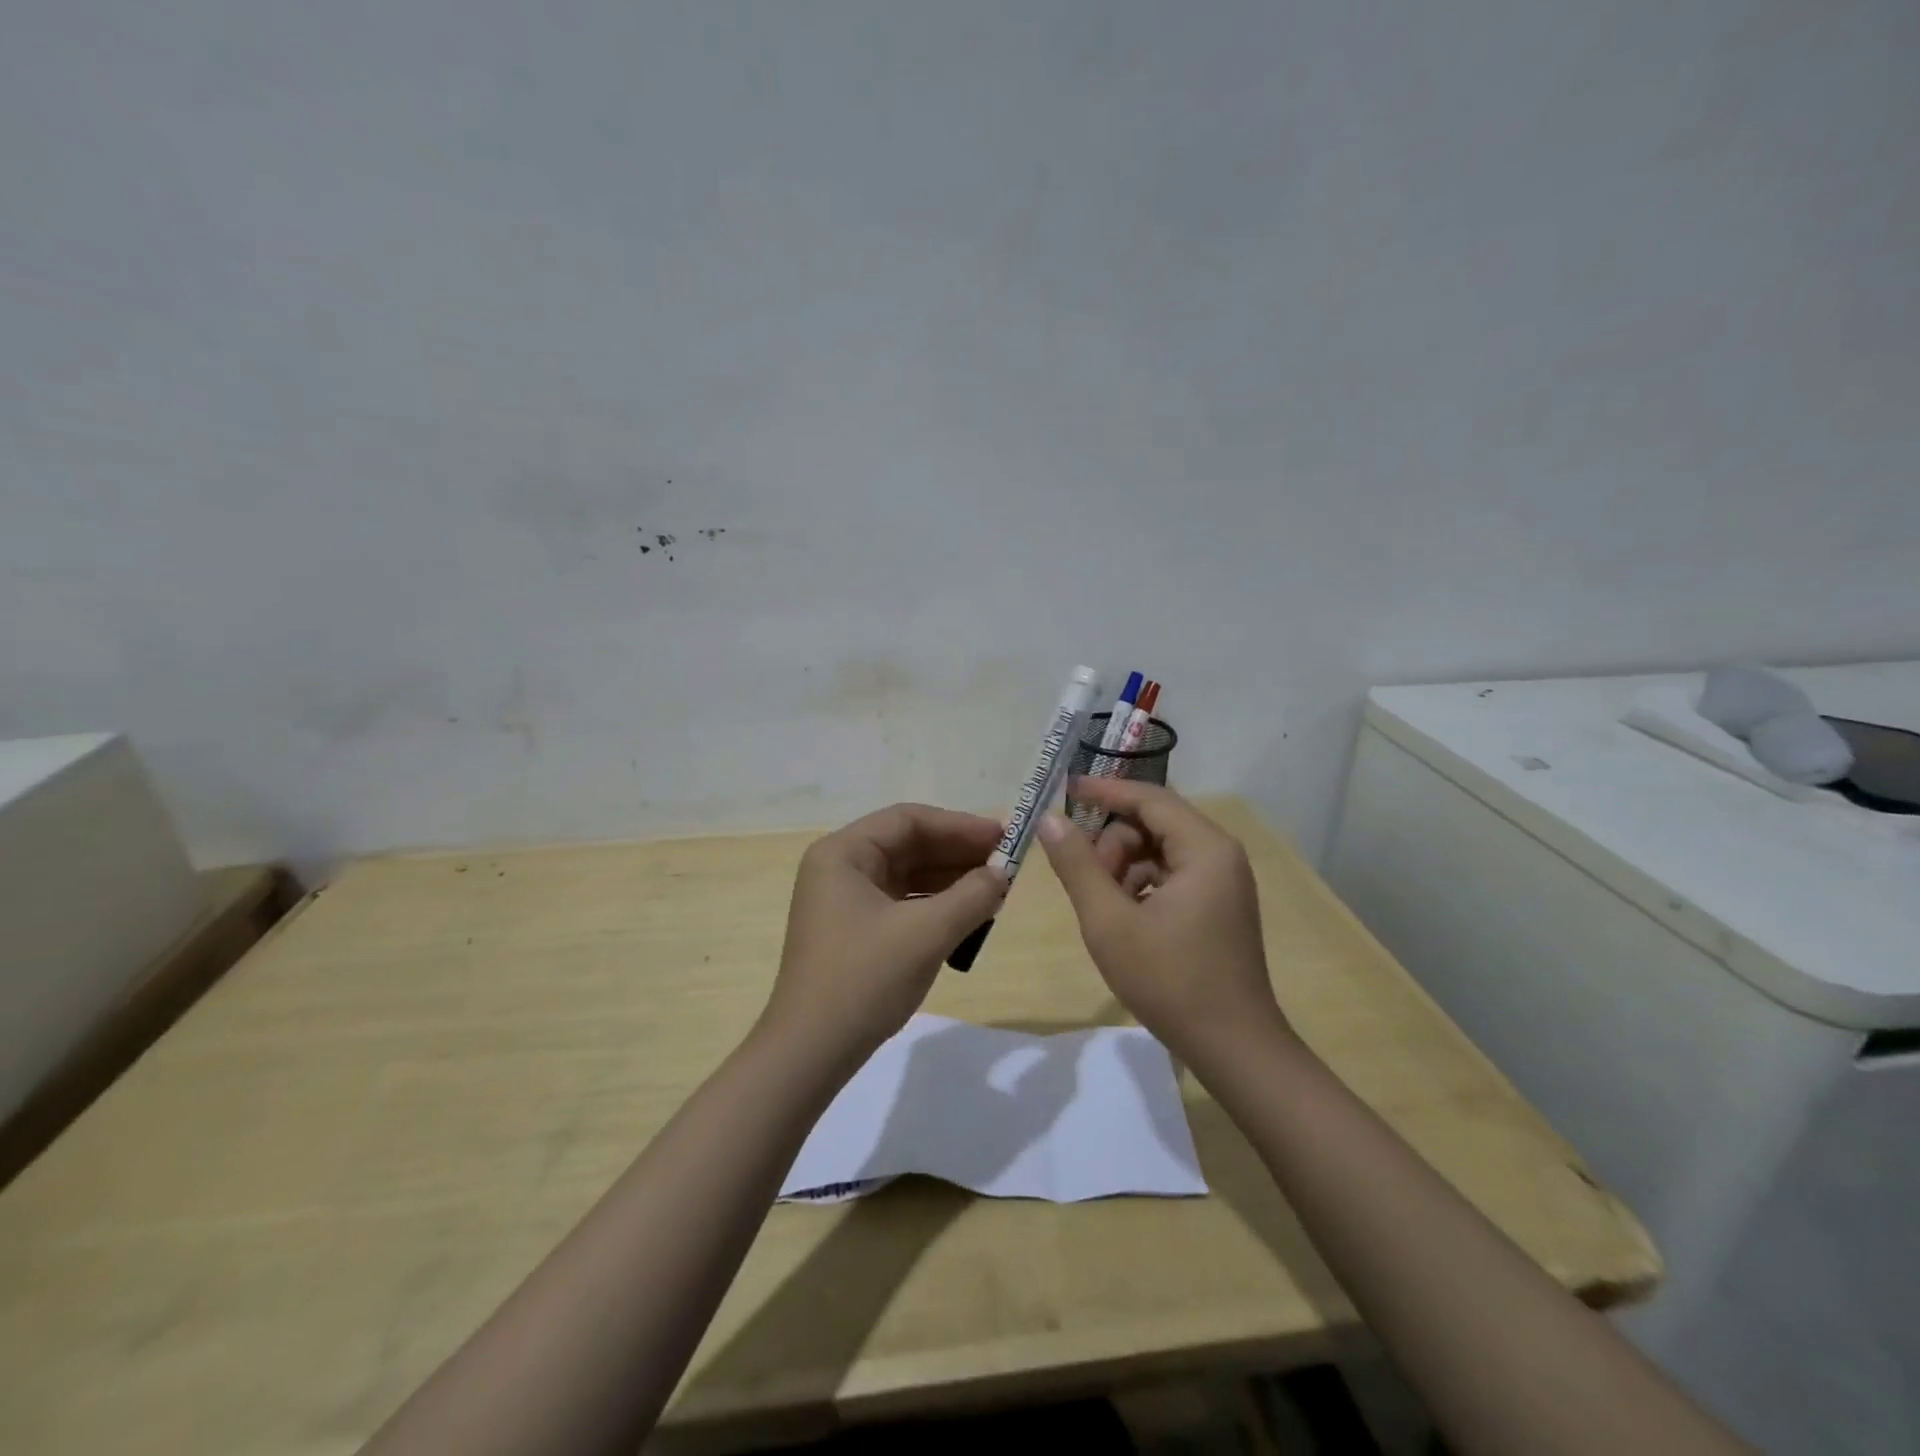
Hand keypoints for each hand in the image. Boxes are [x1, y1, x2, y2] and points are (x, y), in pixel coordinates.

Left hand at [762, 803, 1008, 1065]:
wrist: (811, 1053)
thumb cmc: (864, 980)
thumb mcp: (925, 934)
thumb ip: (971, 896)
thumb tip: (1003, 873)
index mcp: (843, 853)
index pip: (908, 820)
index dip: (959, 825)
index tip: (1003, 836)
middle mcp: (840, 868)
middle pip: (908, 845)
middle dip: (958, 853)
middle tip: (1008, 863)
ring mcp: (845, 900)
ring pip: (908, 875)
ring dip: (952, 880)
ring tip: (997, 888)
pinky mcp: (855, 930)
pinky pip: (903, 902)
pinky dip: (936, 905)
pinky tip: (970, 914)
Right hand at [1038, 779, 1287, 1062]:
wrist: (1233, 1048)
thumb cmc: (1170, 981)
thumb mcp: (1109, 921)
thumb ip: (1077, 865)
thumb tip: (1050, 819)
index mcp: (1204, 848)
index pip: (1149, 798)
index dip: (1104, 792)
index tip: (1065, 791)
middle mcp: (1220, 854)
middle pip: (1154, 822)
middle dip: (1114, 844)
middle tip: (1088, 883)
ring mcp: (1223, 880)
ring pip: (1159, 849)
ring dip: (1125, 867)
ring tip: (1107, 909)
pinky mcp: (1219, 904)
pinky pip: (1172, 873)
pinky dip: (1142, 885)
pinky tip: (1128, 919)